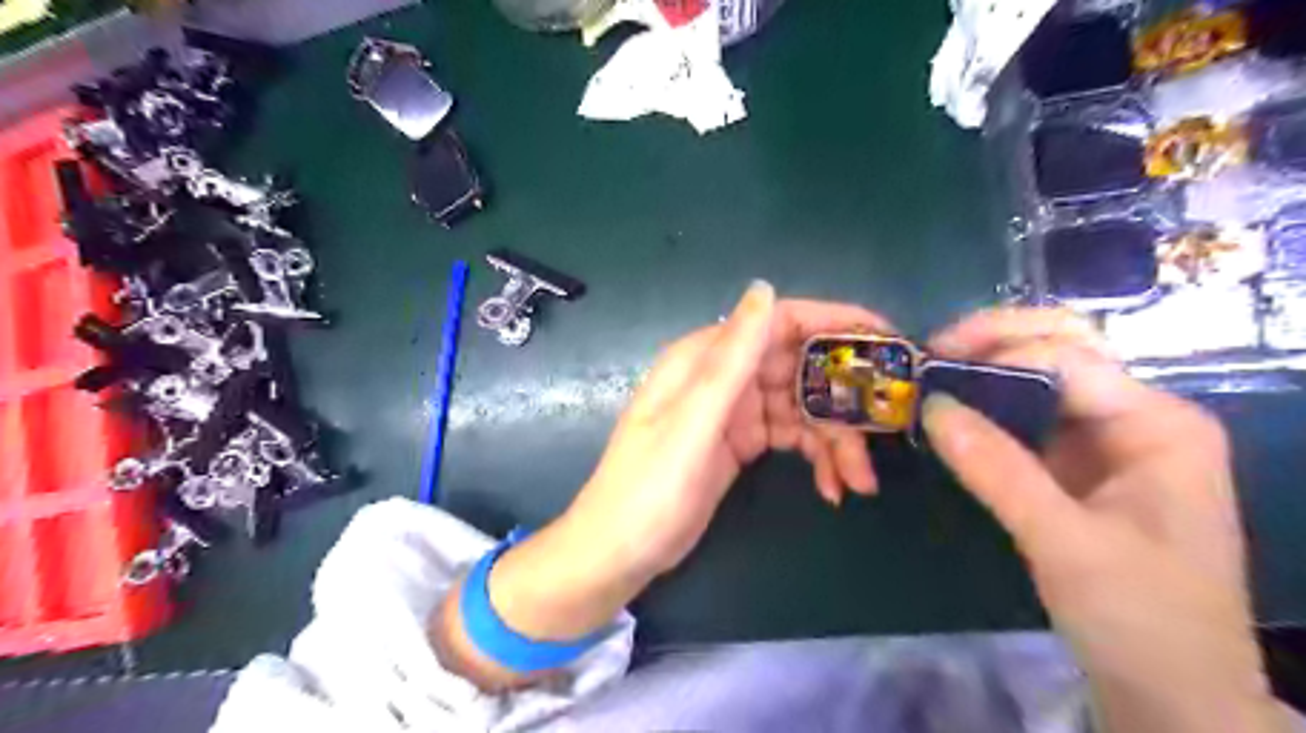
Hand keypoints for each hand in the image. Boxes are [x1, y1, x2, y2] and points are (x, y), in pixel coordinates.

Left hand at [567, 282, 893, 579]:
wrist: (619, 553)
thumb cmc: (649, 488)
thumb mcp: (692, 422)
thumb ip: (730, 358)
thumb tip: (765, 288)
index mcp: (706, 358)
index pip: (780, 321)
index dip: (835, 324)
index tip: (887, 342)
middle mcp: (724, 376)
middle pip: (800, 368)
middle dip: (843, 399)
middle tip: (885, 432)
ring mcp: (734, 411)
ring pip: (802, 408)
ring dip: (835, 440)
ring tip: (859, 481)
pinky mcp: (742, 443)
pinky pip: (792, 437)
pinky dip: (816, 457)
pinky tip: (832, 487)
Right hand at [923, 306, 1283, 732]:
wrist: (1173, 693)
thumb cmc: (1140, 618)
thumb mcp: (1063, 543)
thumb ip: (996, 469)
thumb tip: (931, 405)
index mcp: (1159, 424)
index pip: (1068, 360)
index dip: (997, 353)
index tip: (931, 364)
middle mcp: (1138, 417)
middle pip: (1064, 348)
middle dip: (996, 340)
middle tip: (933, 354)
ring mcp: (1109, 440)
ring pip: (1042, 379)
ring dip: (987, 370)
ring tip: (933, 377)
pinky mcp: (1079, 465)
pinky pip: (1028, 418)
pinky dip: (989, 408)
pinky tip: (955, 414)